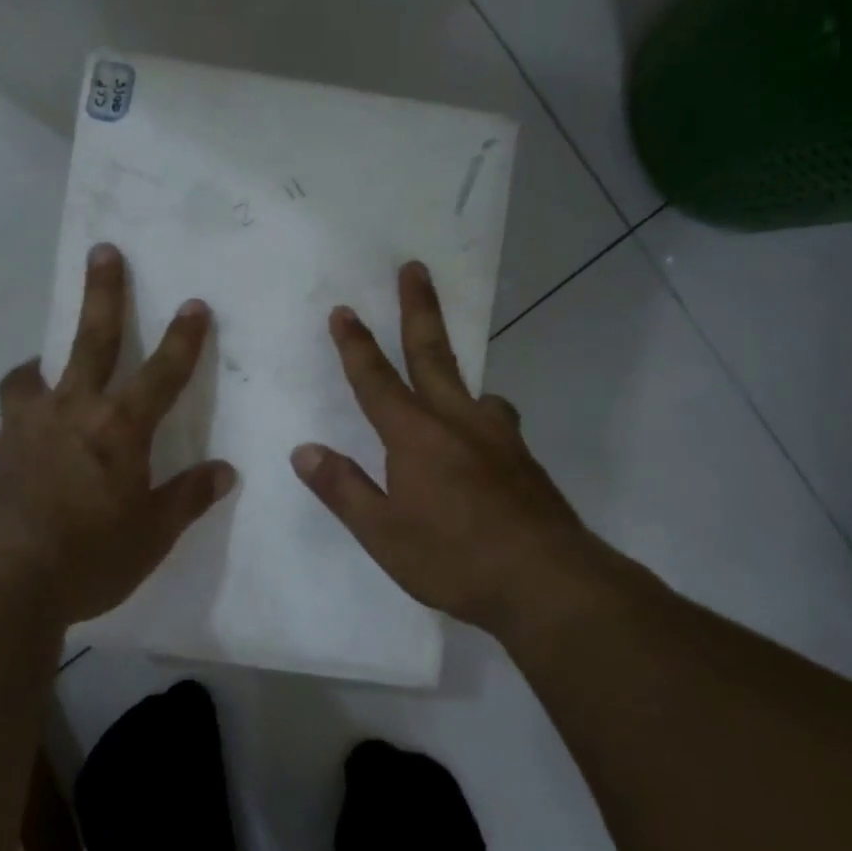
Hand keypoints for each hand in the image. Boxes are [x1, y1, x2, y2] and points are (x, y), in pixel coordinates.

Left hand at [0, 243, 235, 625]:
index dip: (183, 339)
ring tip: (43, 364)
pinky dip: (23, 416)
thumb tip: (224, 471)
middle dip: (103, 294)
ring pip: (32, 375)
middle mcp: (71, 414)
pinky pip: (10, 420)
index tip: (194, 304)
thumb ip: (187, 498)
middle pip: (91, 341)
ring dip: (43, 361)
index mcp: (119, 431)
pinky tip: (26, 445)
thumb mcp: (151, 536)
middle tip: (103, 251)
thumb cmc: (88, 560)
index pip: (162, 374)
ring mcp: (24, 429)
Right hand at [291, 261, 604, 637]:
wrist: (547, 581)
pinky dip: (481, 412)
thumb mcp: (383, 534)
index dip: (356, 346)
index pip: (376, 381)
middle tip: (414, 269)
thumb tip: (304, 451)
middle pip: (432, 354)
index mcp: (415, 437)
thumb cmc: (454, 559)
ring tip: (445, 370)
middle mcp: (457, 422)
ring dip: (453, 366)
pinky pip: (495, 419)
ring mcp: (497, 437)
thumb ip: (343, 489)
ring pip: (472, 387)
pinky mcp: (523, 458)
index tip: (344, 310)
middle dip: (418, 309)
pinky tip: (481, 435)